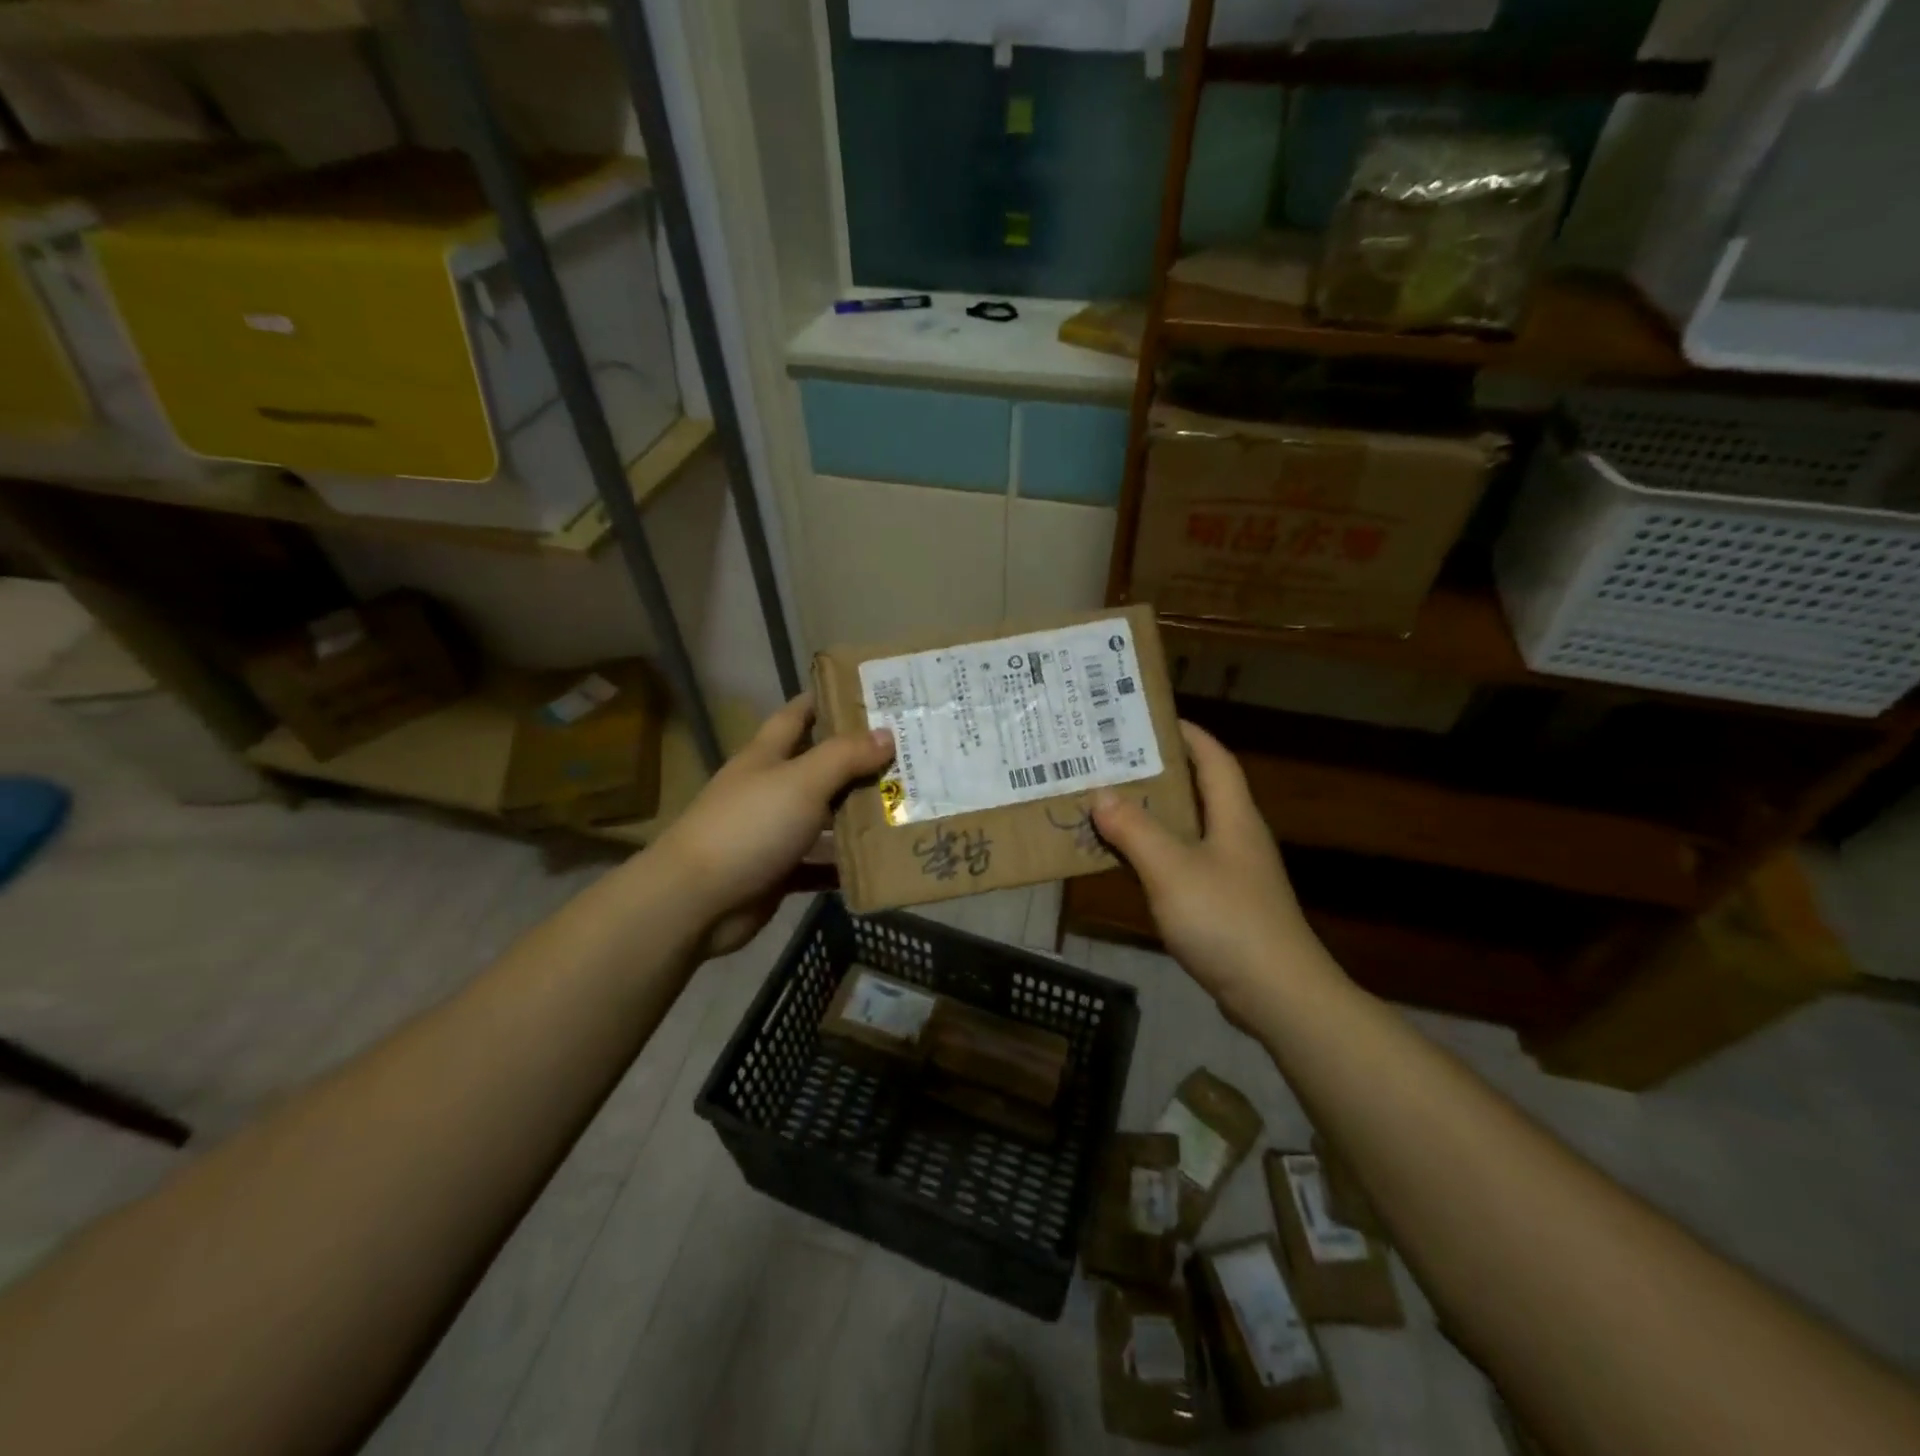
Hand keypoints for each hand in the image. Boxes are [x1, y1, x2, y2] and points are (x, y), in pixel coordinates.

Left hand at [654, 695, 893, 957]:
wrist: (696, 902)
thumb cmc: (749, 827)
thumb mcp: (802, 782)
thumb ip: (844, 757)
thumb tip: (887, 733)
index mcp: (767, 756)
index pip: (798, 714)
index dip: (828, 700)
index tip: (870, 695)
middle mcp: (769, 789)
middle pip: (819, 767)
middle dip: (859, 761)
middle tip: (910, 756)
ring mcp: (772, 832)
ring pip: (824, 817)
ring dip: (858, 815)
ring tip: (907, 807)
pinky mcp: (778, 872)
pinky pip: (819, 863)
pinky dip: (845, 864)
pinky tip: (882, 861)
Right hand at [1091, 722, 1332, 1021]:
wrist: (1277, 995)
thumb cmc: (1227, 920)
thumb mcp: (1172, 869)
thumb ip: (1135, 830)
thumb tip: (1101, 794)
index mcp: (1233, 816)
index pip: (1213, 758)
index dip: (1187, 734)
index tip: (1147, 721)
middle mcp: (1236, 837)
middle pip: (1198, 790)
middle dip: (1157, 774)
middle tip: (1111, 763)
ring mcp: (1232, 872)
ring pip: (1187, 829)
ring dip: (1151, 816)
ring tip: (1107, 805)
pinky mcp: (1223, 904)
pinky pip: (1182, 863)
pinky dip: (1153, 854)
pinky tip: (1126, 862)